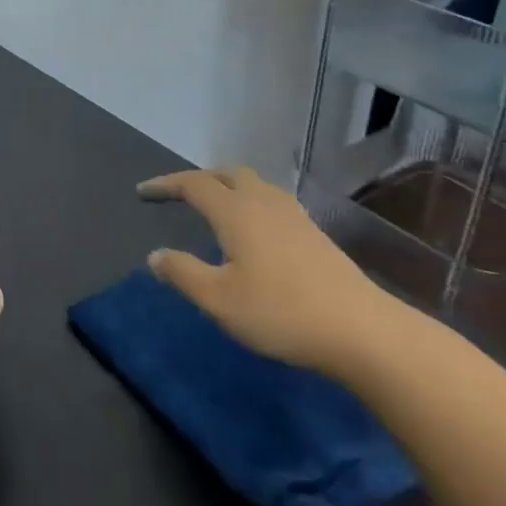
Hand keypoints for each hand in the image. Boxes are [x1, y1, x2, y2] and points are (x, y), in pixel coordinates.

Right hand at [139, 167, 396, 375]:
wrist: (363, 332)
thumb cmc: (281, 313)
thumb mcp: (218, 300)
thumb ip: (182, 273)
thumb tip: (155, 256)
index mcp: (236, 212)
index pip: (193, 184)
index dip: (165, 184)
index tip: (142, 193)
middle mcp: (263, 203)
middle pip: (227, 173)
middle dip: (198, 178)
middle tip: (178, 194)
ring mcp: (294, 216)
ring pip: (253, 184)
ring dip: (227, 187)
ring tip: (213, 206)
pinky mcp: (314, 234)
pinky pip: (271, 200)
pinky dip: (249, 201)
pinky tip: (252, 229)